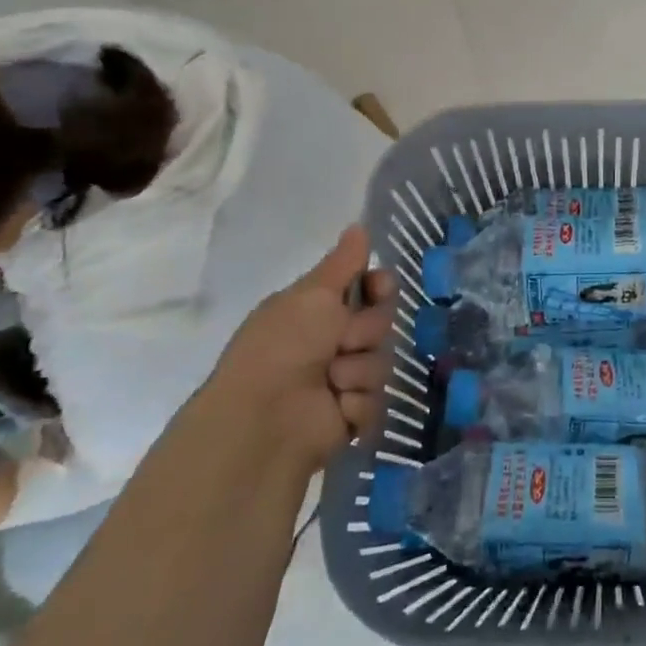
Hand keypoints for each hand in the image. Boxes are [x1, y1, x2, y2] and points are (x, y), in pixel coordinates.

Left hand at [209, 225, 397, 473]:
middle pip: (381, 323)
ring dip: (359, 370)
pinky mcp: (351, 416)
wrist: (264, 421)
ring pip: (381, 362)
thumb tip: (359, 224)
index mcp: (316, 311)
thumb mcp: (312, 295)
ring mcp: (342, 380)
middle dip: (367, 330)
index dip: (380, 287)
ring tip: (332, 382)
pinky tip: (335, 408)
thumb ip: (343, 262)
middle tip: (341, 341)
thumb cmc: (283, 348)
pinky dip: (356, 403)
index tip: (380, 288)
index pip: (368, 289)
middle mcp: (330, 342)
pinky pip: (377, 399)